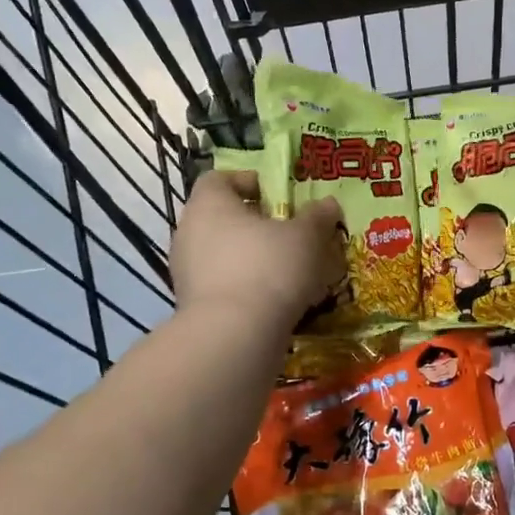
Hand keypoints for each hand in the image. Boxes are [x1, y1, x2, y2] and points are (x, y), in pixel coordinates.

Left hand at [171, 170, 343, 328]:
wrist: (234, 337)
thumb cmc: (269, 268)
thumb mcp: (306, 237)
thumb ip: (317, 217)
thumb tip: (328, 204)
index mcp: (209, 203)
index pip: (220, 178)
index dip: (250, 182)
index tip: (279, 196)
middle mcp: (189, 232)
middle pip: (223, 217)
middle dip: (257, 224)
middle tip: (290, 233)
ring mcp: (186, 271)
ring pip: (224, 254)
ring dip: (253, 258)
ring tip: (290, 270)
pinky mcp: (192, 306)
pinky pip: (223, 284)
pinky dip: (246, 287)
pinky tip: (276, 300)